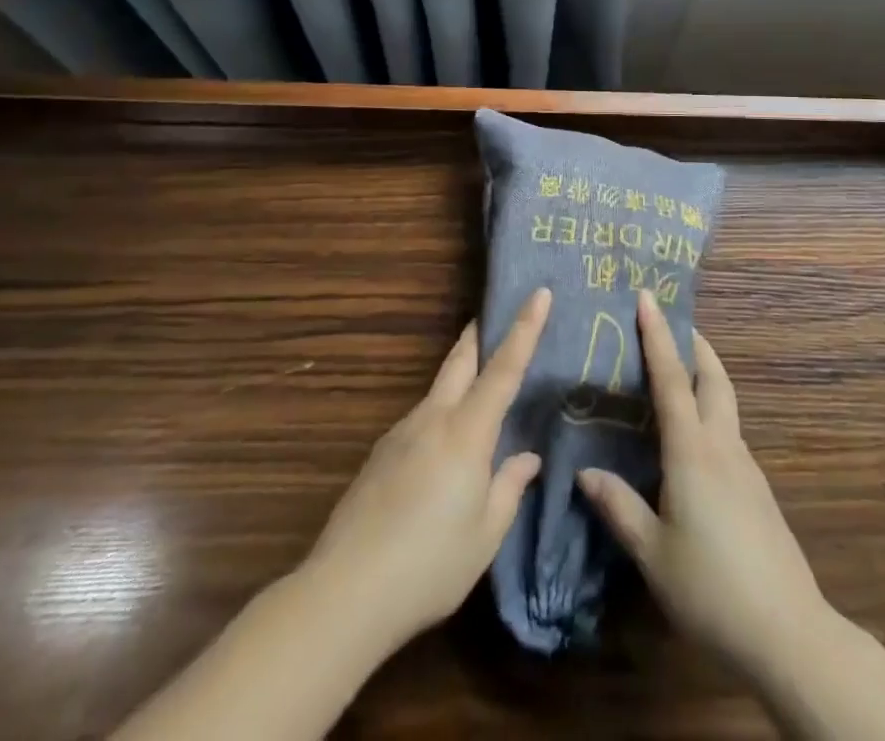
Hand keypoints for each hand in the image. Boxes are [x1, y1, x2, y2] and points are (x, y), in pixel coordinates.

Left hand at [302, 288, 551, 652]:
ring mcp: (400, 434)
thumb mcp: (485, 535)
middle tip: (494, 316)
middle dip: (479, 334)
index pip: (503, 369)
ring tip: (477, 400)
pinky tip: (440, 457)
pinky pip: (419, 422)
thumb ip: (508, 487)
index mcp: (466, 432)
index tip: (539, 292)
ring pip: (438, 391)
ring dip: (459, 379)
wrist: (345, 592)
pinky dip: (439, 419)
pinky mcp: (379, 455)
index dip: (524, 328)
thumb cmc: (430, 564)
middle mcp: (432, 419)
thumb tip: (525, 457)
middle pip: (460, 361)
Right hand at [578, 291, 826, 676]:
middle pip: (714, 379)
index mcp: (693, 452)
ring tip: (677, 376)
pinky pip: (729, 435)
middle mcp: (723, 447)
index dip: (658, 335)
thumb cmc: (711, 588)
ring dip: (704, 378)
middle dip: (695, 345)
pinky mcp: (758, 492)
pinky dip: (710, 415)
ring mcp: (746, 468)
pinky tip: (693, 443)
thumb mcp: (653, 553)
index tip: (648, 297)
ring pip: (725, 405)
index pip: (672, 379)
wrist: (788, 634)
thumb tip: (585, 473)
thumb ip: (619, 508)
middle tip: (672, 324)